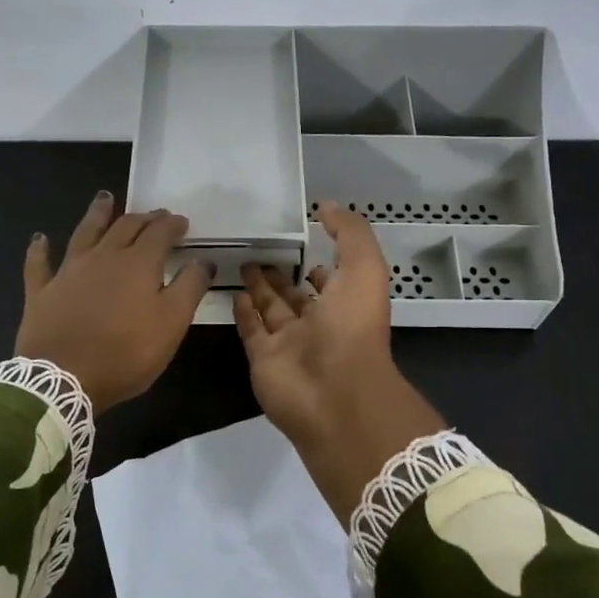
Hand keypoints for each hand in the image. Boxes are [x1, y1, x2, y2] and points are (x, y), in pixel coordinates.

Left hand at [16, 191, 213, 410]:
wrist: (63, 378)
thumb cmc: (125, 353)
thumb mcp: (171, 324)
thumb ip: (189, 288)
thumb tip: (201, 260)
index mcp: (138, 263)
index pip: (159, 233)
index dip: (172, 225)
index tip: (182, 223)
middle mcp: (103, 257)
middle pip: (124, 227)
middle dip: (142, 218)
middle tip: (153, 215)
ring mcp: (68, 271)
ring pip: (84, 233)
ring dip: (96, 214)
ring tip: (104, 198)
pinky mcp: (41, 291)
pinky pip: (39, 263)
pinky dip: (40, 249)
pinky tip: (40, 238)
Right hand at [236, 203, 444, 522]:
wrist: (333, 392)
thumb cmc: (352, 326)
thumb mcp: (364, 268)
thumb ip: (349, 233)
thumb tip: (326, 206)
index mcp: (346, 304)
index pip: (329, 280)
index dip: (317, 264)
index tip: (300, 242)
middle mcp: (318, 324)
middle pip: (295, 295)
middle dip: (280, 274)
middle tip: (258, 249)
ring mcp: (289, 344)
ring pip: (271, 310)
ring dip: (259, 287)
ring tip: (243, 262)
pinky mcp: (263, 359)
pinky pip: (251, 331)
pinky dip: (243, 313)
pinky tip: (234, 292)